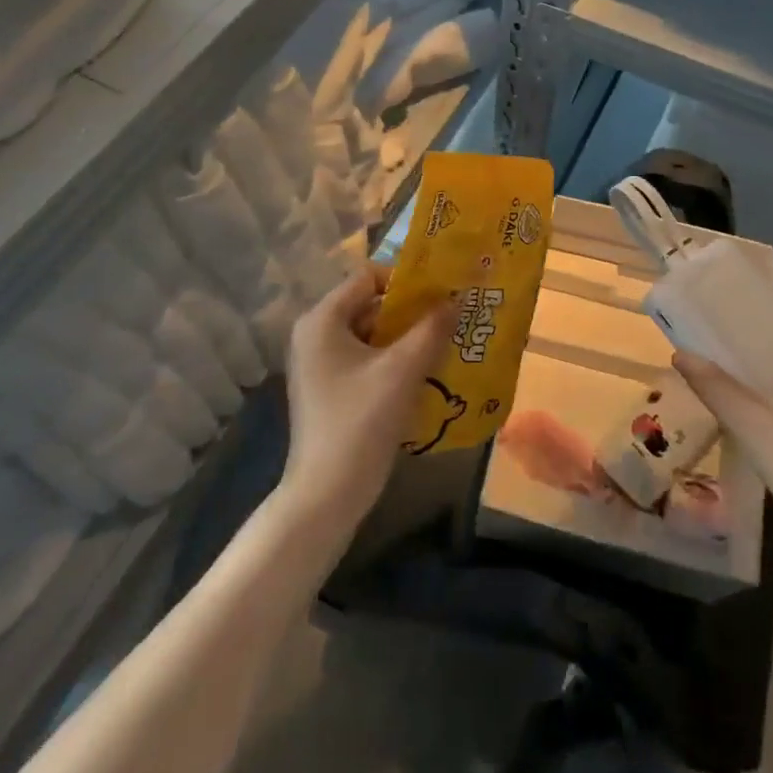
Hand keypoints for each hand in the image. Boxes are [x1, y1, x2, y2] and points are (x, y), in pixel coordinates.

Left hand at [278, 266, 454, 539]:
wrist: (325, 496)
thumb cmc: (360, 423)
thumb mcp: (402, 371)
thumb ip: (431, 329)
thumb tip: (457, 298)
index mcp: (322, 320)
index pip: (368, 276)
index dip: (405, 280)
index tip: (441, 292)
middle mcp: (315, 334)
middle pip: (369, 305)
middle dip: (411, 311)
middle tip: (450, 317)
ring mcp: (320, 364)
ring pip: (371, 334)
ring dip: (406, 337)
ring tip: (445, 343)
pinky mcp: (329, 389)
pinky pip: (366, 359)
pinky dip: (393, 360)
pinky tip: (425, 373)